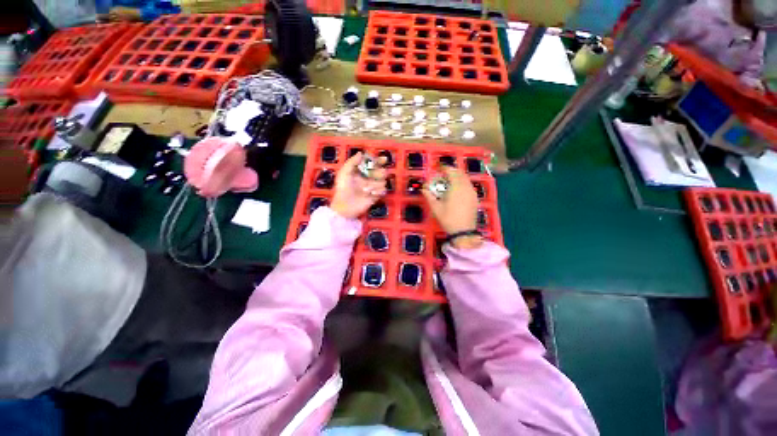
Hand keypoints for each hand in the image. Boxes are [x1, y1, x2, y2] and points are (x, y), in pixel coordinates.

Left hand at [330, 152, 386, 218]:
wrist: (344, 206)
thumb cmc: (342, 188)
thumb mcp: (344, 173)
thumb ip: (352, 162)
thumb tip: (361, 153)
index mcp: (361, 172)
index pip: (373, 164)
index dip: (379, 160)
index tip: (383, 159)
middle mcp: (368, 178)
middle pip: (381, 171)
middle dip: (378, 173)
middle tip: (371, 176)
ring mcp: (372, 187)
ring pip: (383, 181)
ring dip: (375, 184)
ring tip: (365, 190)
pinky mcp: (375, 196)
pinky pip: (383, 190)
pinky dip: (379, 191)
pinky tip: (371, 194)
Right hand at [422, 167, 482, 248]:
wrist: (464, 231)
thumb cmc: (448, 219)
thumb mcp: (435, 208)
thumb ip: (429, 195)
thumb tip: (423, 188)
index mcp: (456, 187)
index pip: (451, 172)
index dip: (444, 168)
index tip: (438, 168)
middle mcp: (466, 187)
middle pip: (460, 173)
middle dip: (451, 171)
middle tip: (443, 174)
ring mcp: (472, 192)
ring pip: (465, 178)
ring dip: (457, 176)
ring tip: (449, 181)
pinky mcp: (475, 197)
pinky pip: (468, 185)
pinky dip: (462, 182)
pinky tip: (456, 189)